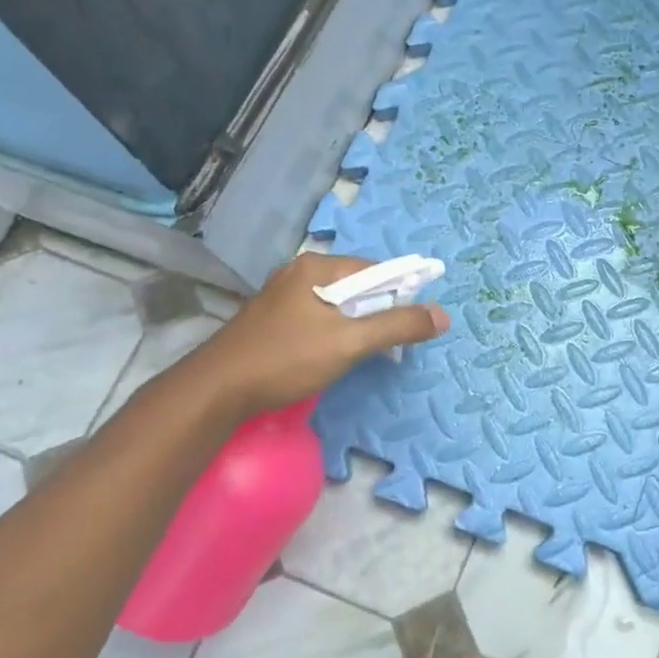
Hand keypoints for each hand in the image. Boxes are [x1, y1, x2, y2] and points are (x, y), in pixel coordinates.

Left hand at [188, 253, 450, 417]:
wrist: (216, 390)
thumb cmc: (286, 359)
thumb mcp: (350, 342)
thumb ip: (397, 326)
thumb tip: (442, 315)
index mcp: (317, 267)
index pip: (375, 269)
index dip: (400, 292)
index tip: (413, 322)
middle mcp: (299, 272)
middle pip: (356, 286)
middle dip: (378, 311)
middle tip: (389, 343)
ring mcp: (282, 296)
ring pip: (336, 304)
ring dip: (357, 324)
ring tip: (364, 352)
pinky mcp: (271, 319)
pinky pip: (317, 316)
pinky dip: (334, 331)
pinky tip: (333, 355)